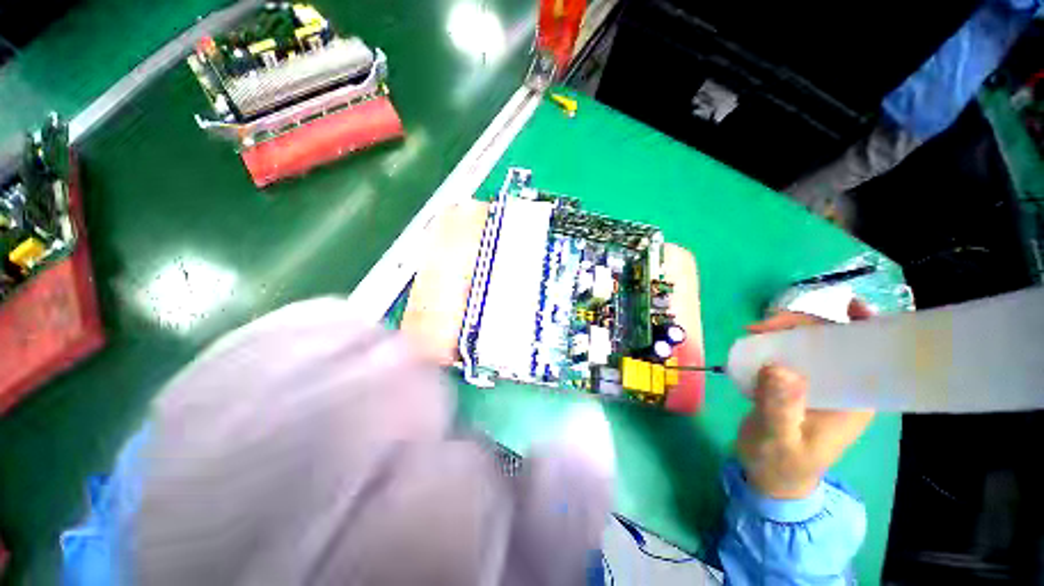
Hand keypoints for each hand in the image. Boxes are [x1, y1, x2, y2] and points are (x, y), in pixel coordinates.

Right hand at [736, 299, 875, 499]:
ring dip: (785, 329)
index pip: (871, 356)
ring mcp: (816, 382)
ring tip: (754, 331)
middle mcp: (840, 385)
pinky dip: (773, 340)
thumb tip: (779, 367)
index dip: (867, 328)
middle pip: (834, 340)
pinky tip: (755, 339)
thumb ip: (781, 408)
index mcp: (853, 399)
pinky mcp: (794, 381)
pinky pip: (788, 351)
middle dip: (804, 324)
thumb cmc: (781, 464)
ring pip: (808, 342)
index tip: (849, 307)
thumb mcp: (780, 441)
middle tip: (764, 325)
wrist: (767, 476)